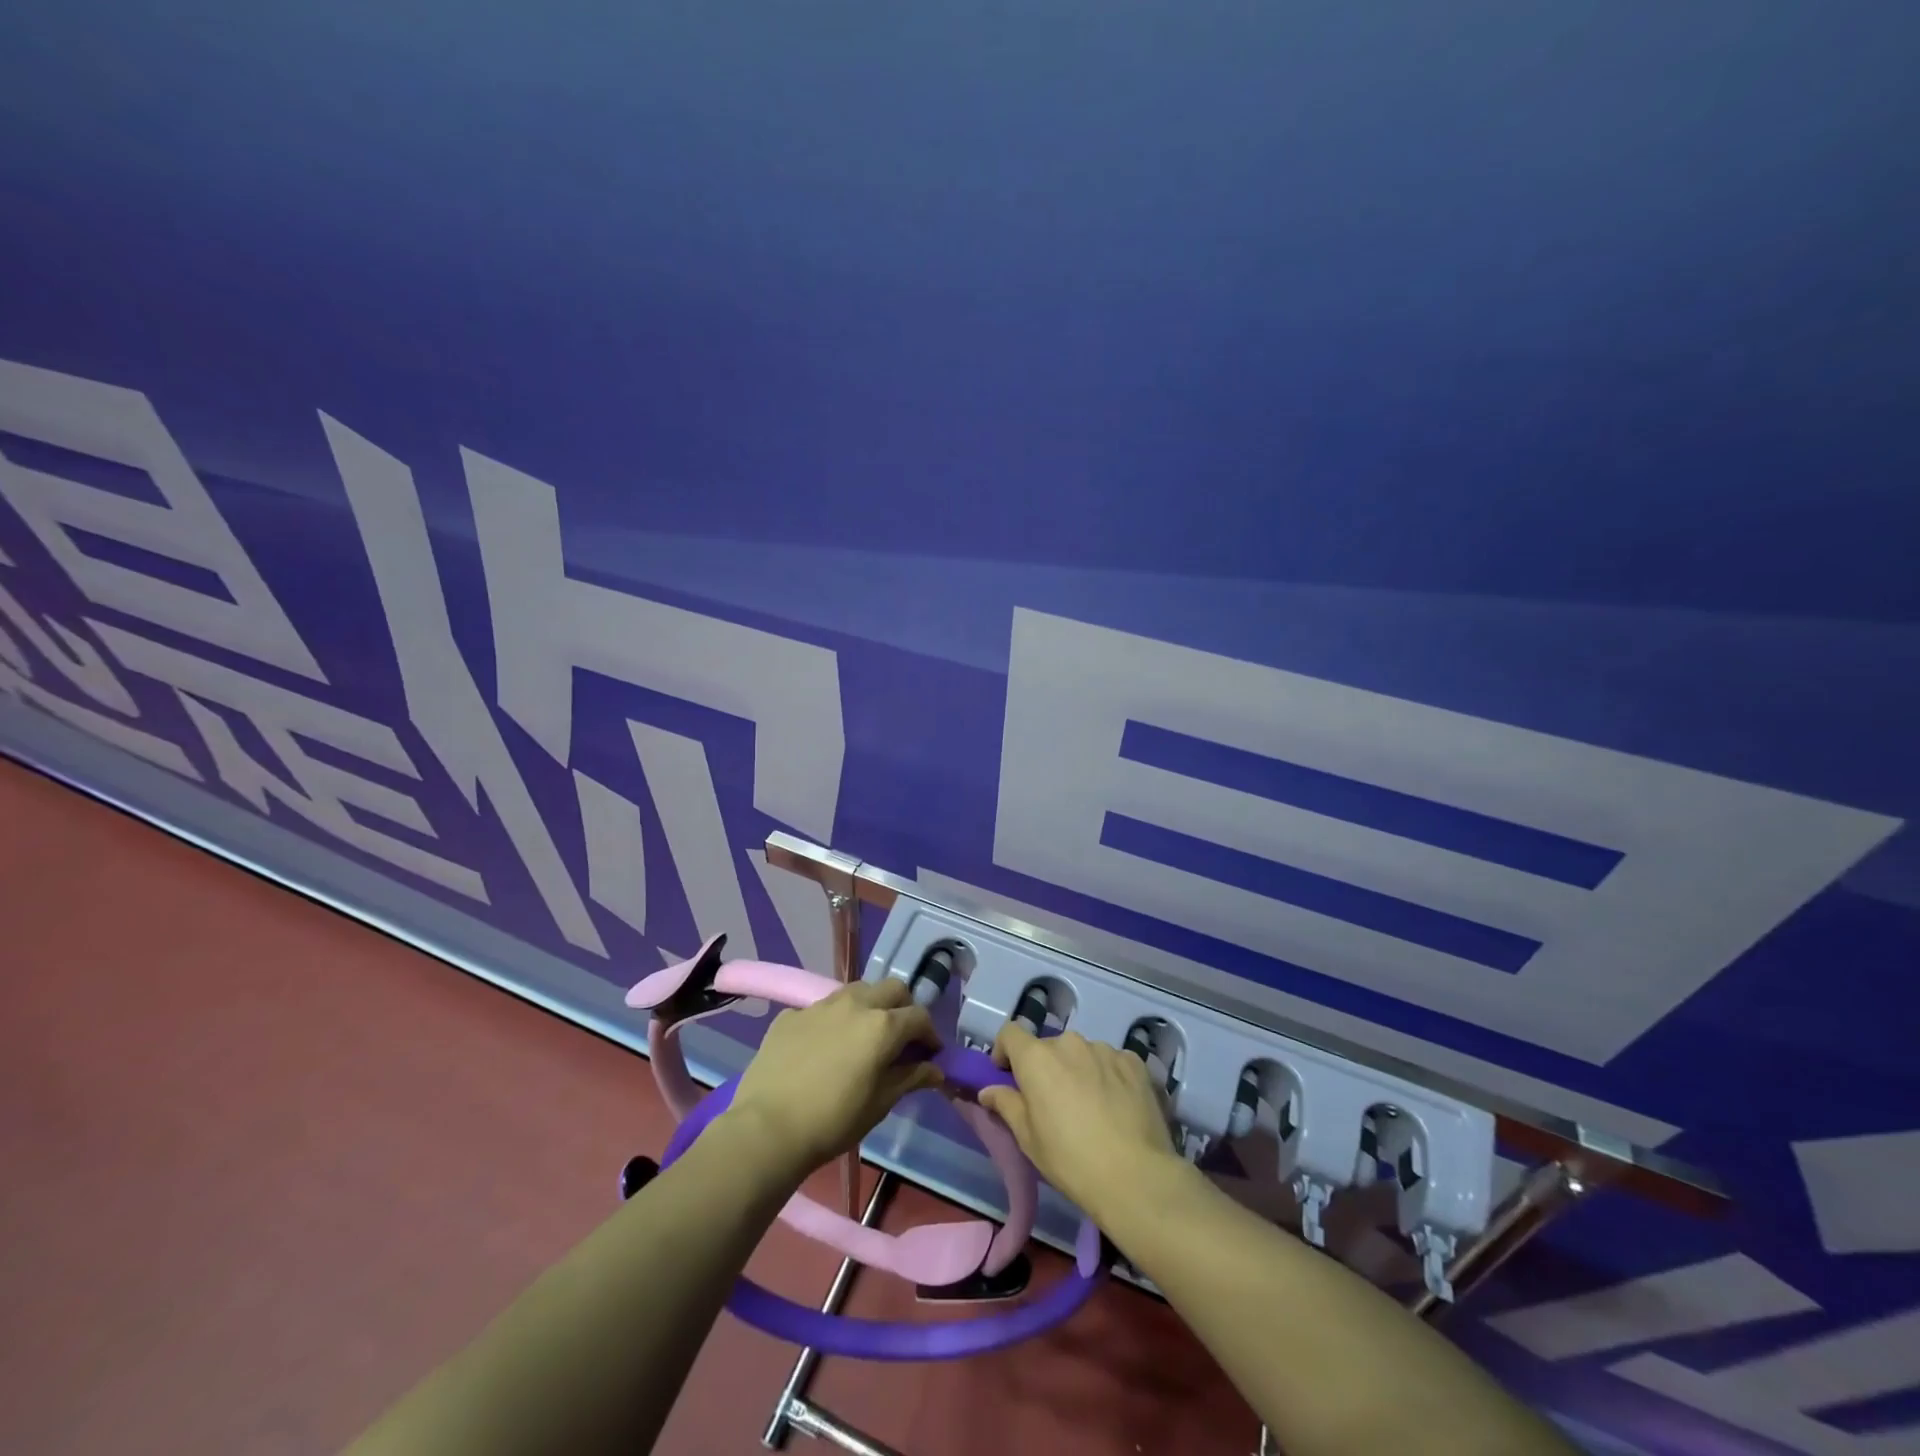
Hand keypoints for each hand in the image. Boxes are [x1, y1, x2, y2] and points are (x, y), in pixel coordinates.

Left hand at [726, 979, 943, 1179]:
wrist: (767, 1128)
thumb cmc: (833, 1121)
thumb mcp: (880, 1103)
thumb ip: (910, 1078)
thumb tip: (935, 1069)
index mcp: (882, 1025)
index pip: (919, 1017)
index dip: (930, 1035)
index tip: (929, 1055)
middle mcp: (855, 1004)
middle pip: (892, 989)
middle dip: (903, 1008)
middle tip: (900, 1038)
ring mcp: (820, 1005)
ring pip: (856, 991)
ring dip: (869, 1006)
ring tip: (862, 1036)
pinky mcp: (791, 1014)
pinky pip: (821, 1008)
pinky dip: (832, 1021)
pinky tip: (823, 1048)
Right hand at [979, 1025, 1181, 1223]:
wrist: (1135, 1176)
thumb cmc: (1070, 1159)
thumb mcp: (1027, 1138)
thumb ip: (1006, 1105)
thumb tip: (988, 1090)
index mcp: (1037, 1057)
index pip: (1011, 1033)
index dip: (1005, 1051)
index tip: (1007, 1075)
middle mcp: (1070, 1043)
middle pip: (1048, 1047)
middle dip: (1045, 1068)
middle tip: (1051, 1102)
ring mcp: (1105, 1049)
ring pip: (1081, 1054)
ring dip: (1077, 1071)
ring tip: (1089, 1107)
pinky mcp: (1134, 1062)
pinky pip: (1111, 1062)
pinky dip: (1107, 1076)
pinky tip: (1116, 1106)